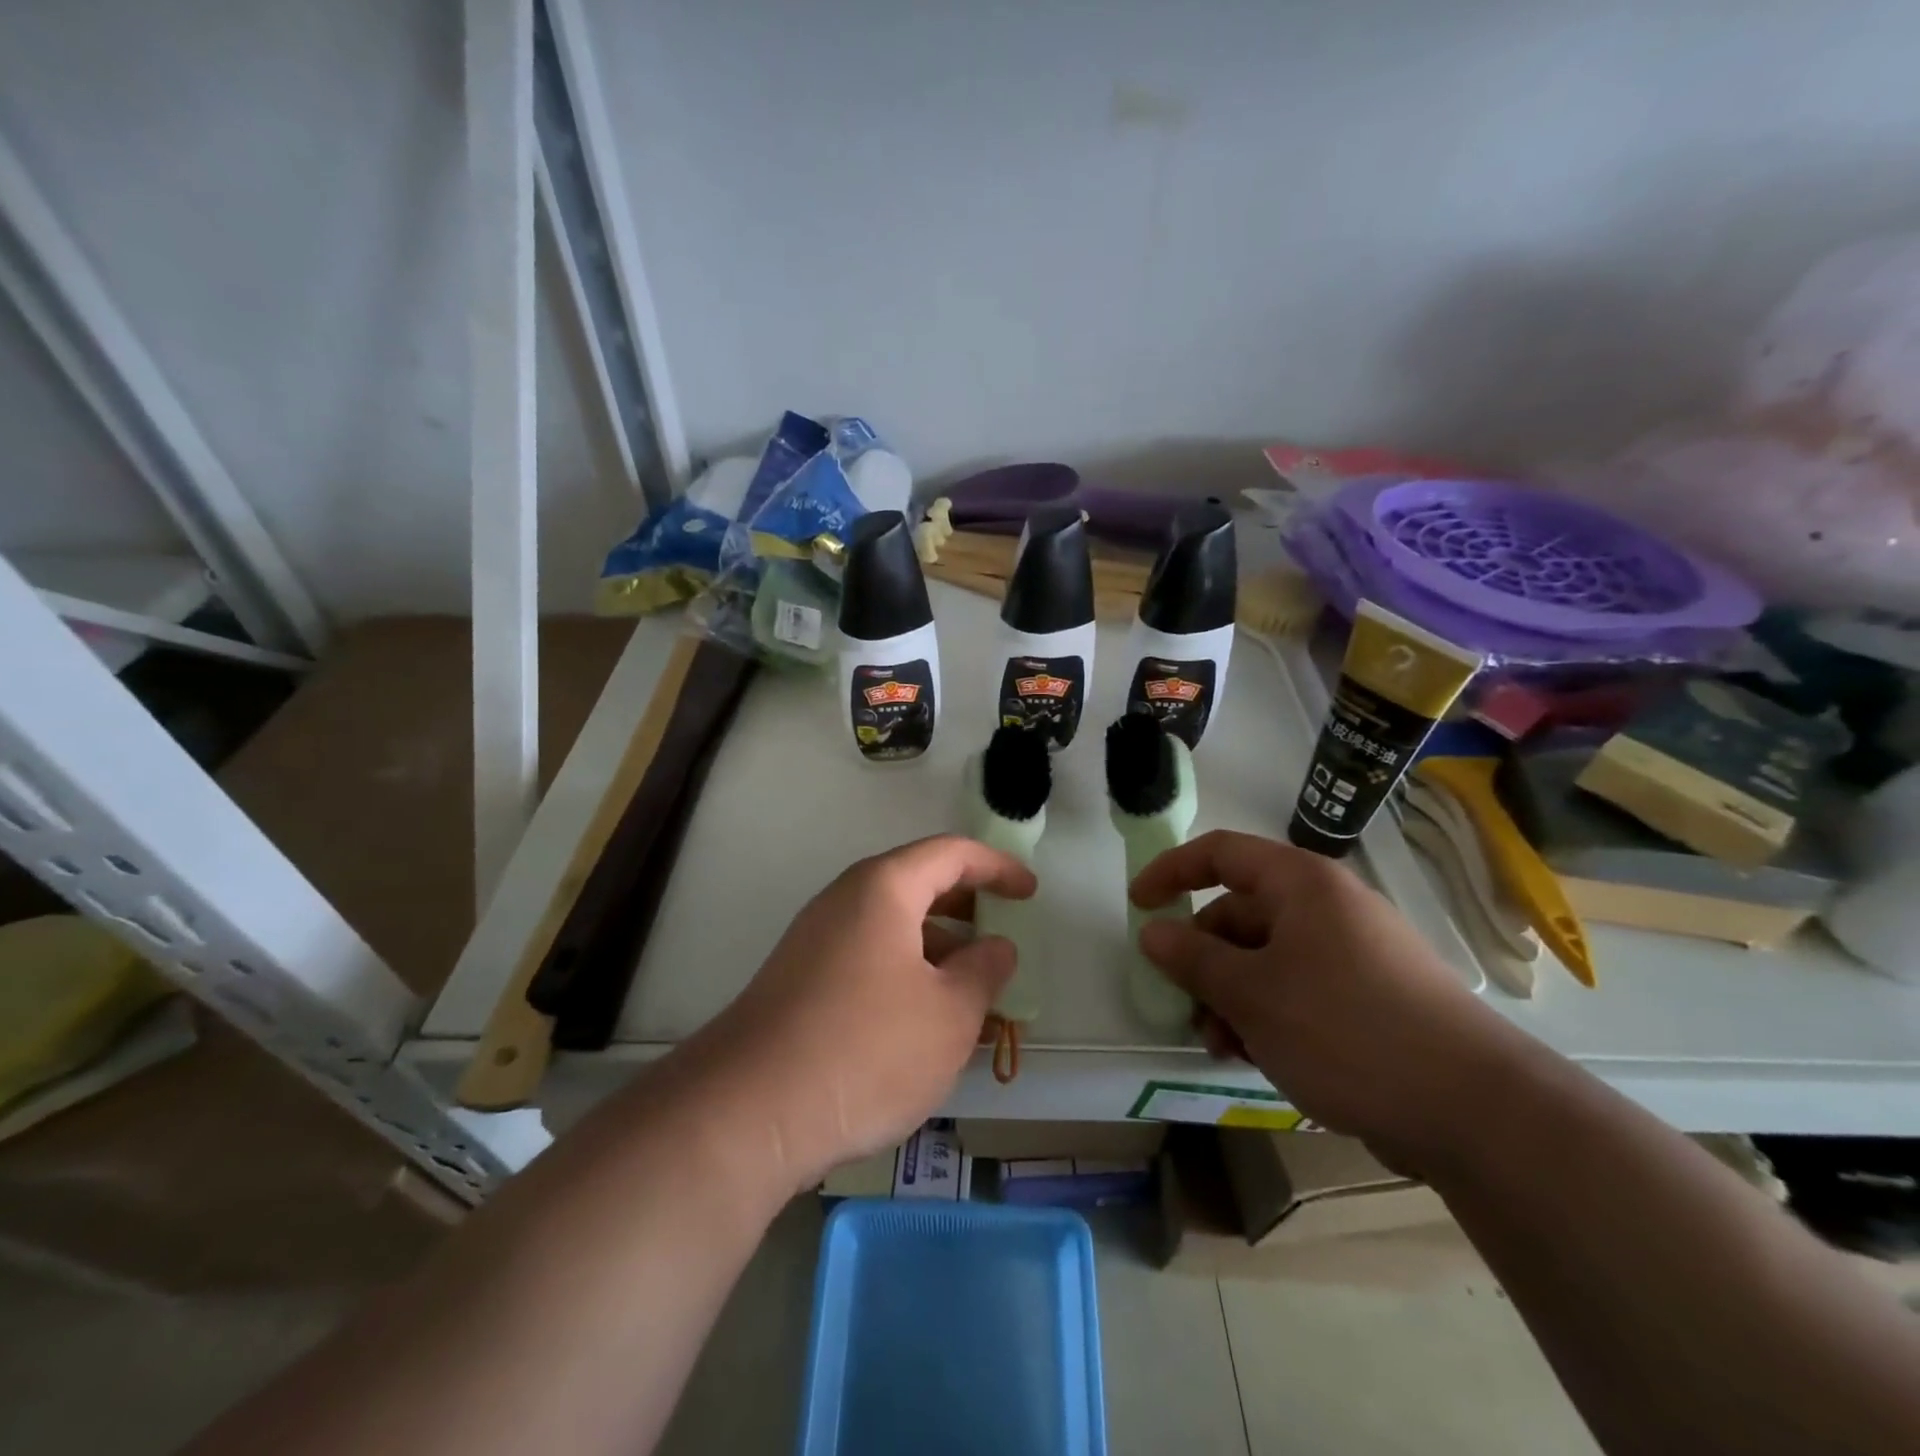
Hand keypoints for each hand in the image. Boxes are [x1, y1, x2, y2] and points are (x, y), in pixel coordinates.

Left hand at [693, 835, 1034, 1193]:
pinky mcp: (799, 980)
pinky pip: (866, 957)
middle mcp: (844, 901)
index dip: (997, 867)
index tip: (1030, 892)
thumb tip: (997, 946)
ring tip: (971, 992)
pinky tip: (922, 1021)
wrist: (750, 1111)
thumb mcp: (950, 1014)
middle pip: (917, 884)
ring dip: (936, 948)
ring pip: (891, 926)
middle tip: (1002, 936)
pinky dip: (905, 972)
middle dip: (966, 908)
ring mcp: (815, 940)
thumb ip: (985, 971)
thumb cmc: (867, 1049)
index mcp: (883, 888)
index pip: (950, 853)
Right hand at [1131, 830, 1521, 1170]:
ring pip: (1266, 959)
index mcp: (1301, 885)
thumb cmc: (1346, 1029)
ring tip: (1221, 1045)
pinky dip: (1267, 1014)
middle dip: (1203, 958)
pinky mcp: (1370, 998)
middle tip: (1185, 1005)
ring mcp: (1353, 954)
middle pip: (1241, 913)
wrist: (1473, 1110)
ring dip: (1231, 995)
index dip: (1172, 871)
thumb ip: (1193, 959)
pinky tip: (1257, 1056)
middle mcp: (1328, 908)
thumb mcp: (1252, 994)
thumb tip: (1152, 932)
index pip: (1221, 853)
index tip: (1139, 906)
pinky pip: (1298, 989)